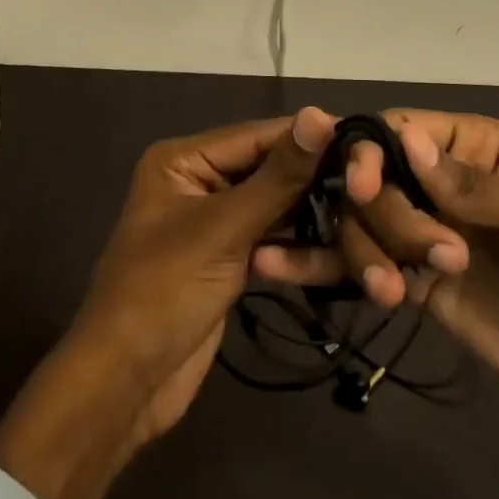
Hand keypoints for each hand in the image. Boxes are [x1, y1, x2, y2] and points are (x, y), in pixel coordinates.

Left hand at [0, 110, 329, 498]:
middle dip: (314, 180)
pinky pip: (270, 238)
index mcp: (183, 160)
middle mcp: (198, 180)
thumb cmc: (165, 290)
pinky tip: (338, 250)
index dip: (309, 137)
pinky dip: (297, 246)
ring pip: (274, 207)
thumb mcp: (225, 228)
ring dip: (311, 216)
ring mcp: (214, 222)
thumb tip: (321, 114)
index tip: (365, 140)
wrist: (126, 384)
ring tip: (363, 217)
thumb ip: (278, 175)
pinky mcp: (227, 259)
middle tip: (372, 184)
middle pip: (268, 170)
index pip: (257, 135)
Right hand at [256, 110, 498, 405]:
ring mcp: (413, 227)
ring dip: (359, 252)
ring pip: (355, 220)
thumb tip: (409, 142)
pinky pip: (354, 261)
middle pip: (368, 176)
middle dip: (382, 217)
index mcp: (465, 146)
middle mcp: (430, 178)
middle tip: (421, 261)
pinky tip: (272, 265)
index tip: (360, 187)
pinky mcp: (403, 273)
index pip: (397, 130)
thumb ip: (483, 187)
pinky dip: (315, 263)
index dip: (369, 152)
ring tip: (392, 294)